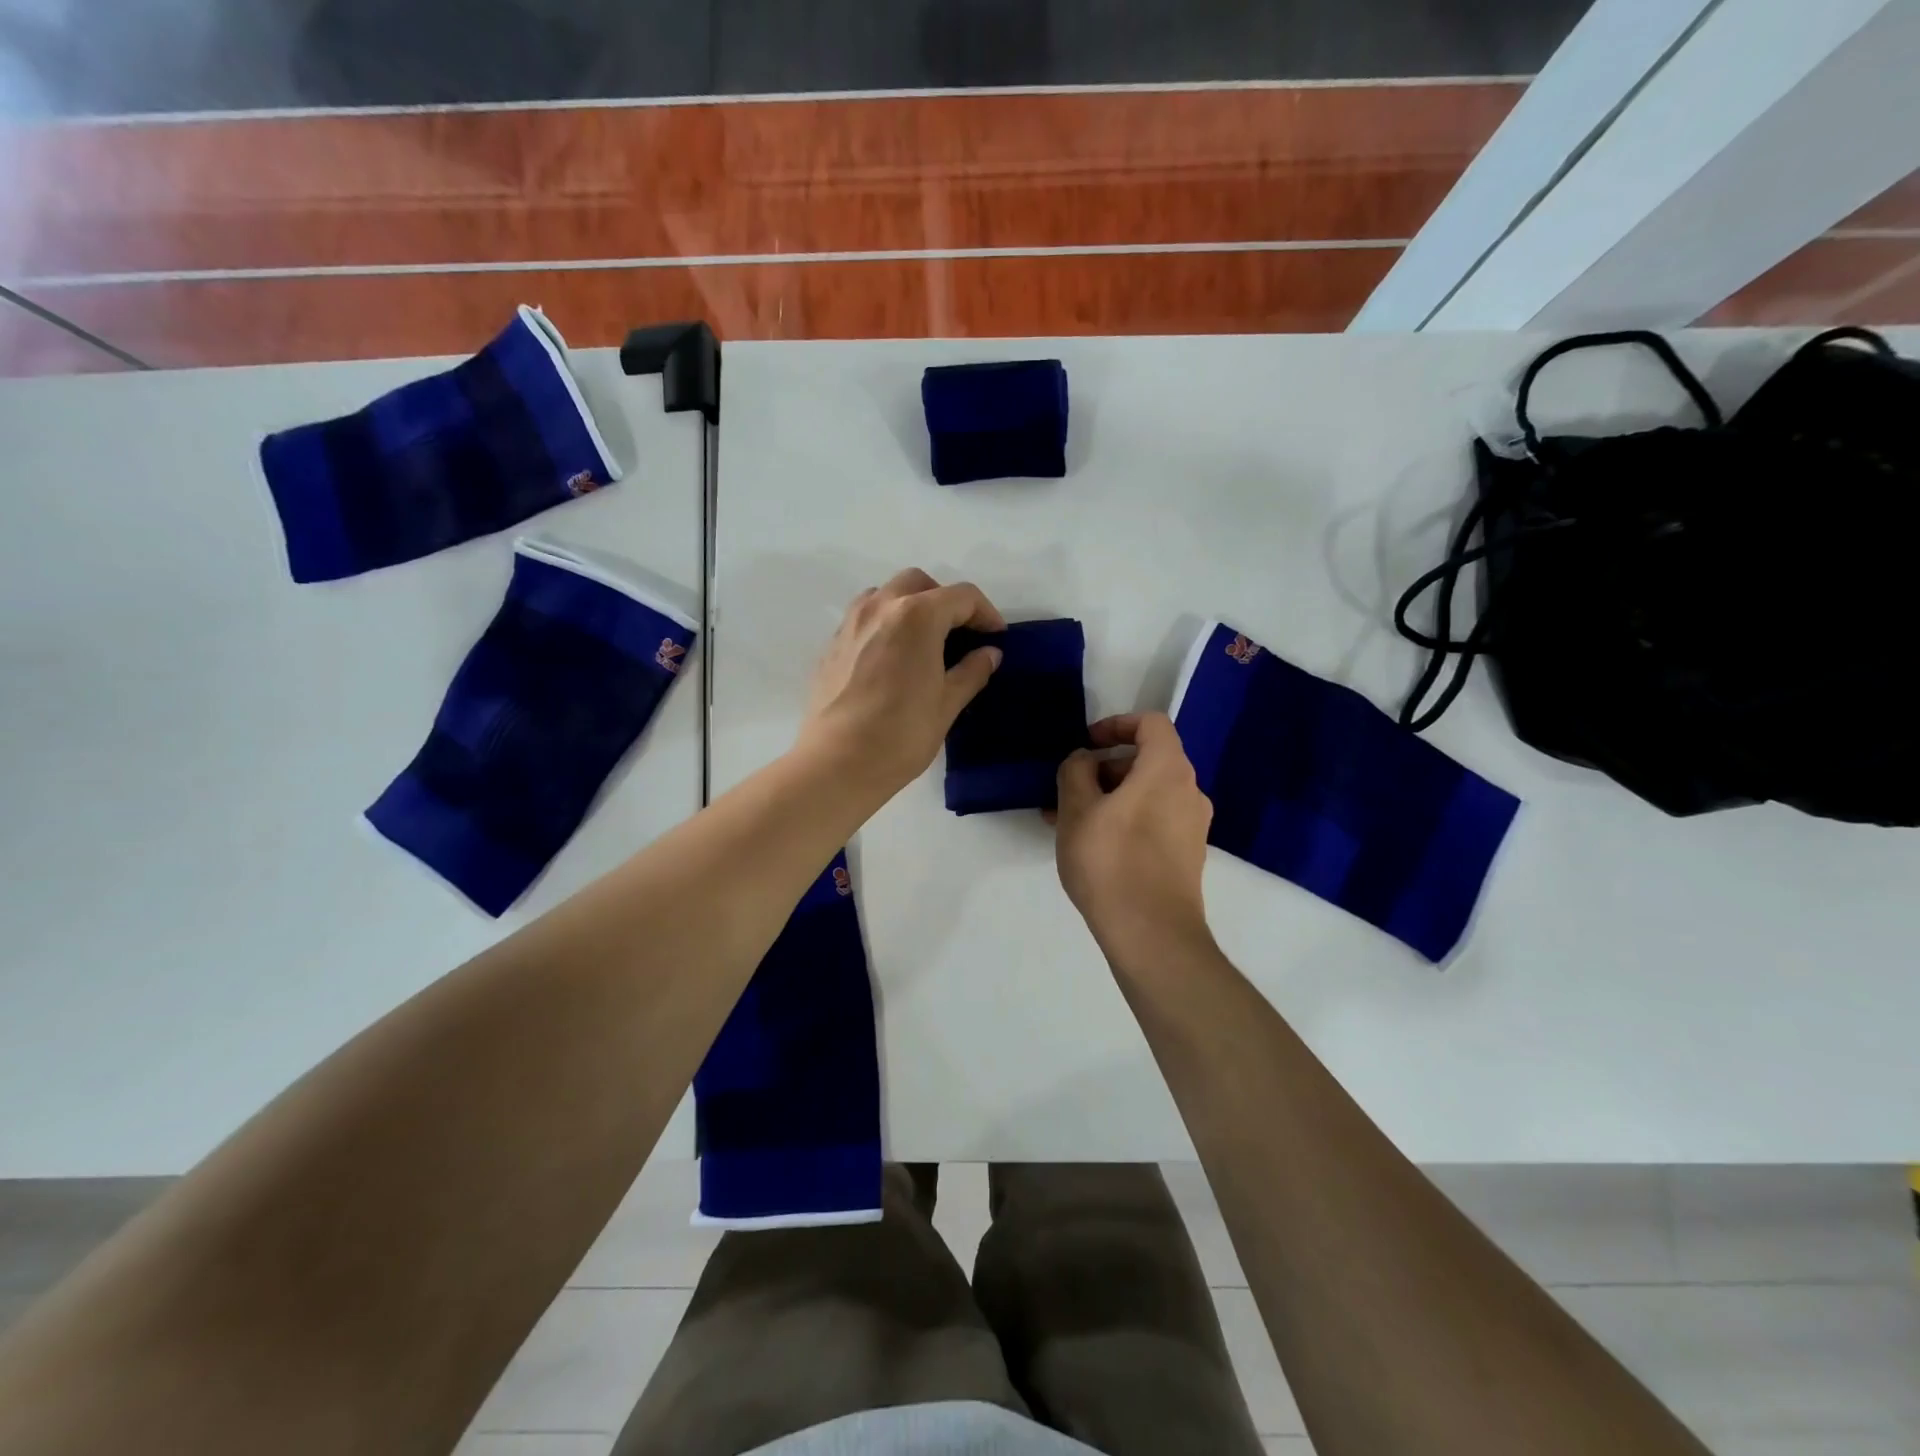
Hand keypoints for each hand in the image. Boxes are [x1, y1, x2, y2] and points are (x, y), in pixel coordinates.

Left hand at [796, 568, 1005, 802]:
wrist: (837, 763)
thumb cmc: (901, 734)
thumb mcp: (947, 704)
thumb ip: (971, 671)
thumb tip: (989, 654)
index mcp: (916, 616)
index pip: (961, 597)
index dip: (985, 613)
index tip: (995, 637)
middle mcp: (880, 608)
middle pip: (919, 584)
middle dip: (945, 601)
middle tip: (959, 634)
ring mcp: (850, 624)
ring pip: (885, 594)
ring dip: (910, 606)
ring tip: (923, 642)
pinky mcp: (831, 645)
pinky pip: (863, 618)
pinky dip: (884, 624)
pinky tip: (892, 659)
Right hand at [1052, 713, 1213, 960]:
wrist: (1152, 934)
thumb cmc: (1110, 862)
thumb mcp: (1077, 810)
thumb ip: (1075, 771)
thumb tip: (1084, 760)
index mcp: (1168, 770)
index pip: (1151, 724)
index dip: (1116, 725)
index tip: (1086, 745)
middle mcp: (1189, 791)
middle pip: (1147, 761)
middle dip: (1104, 769)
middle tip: (1067, 791)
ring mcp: (1193, 826)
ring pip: (1147, 794)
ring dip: (1109, 798)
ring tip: (1068, 823)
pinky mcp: (1187, 855)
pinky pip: (1154, 820)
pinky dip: (1125, 820)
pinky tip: (1092, 846)